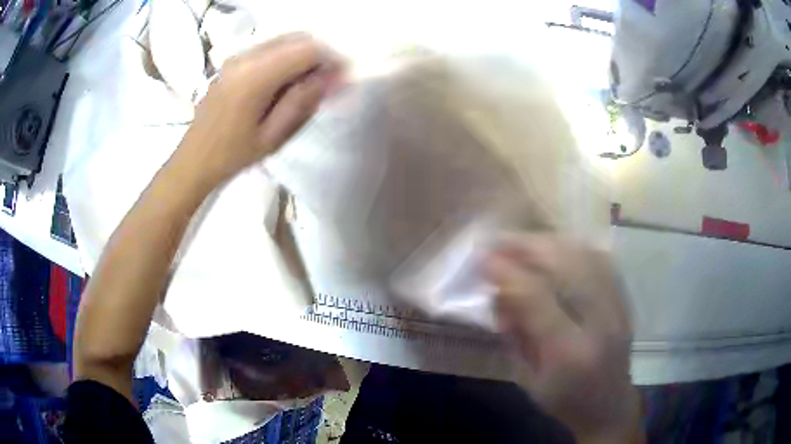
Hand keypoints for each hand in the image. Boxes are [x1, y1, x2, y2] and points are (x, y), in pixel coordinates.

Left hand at [177, 34, 341, 187]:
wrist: (194, 159)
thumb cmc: (232, 154)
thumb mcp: (273, 135)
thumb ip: (303, 100)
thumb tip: (332, 77)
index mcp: (255, 76)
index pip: (306, 50)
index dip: (330, 60)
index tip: (341, 79)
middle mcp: (246, 57)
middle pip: (296, 38)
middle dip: (319, 56)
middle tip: (328, 82)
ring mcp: (237, 56)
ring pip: (284, 41)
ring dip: (304, 56)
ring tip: (309, 84)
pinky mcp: (233, 61)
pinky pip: (269, 48)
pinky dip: (287, 58)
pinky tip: (287, 81)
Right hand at [485, 234, 641, 443]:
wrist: (609, 407)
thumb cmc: (563, 401)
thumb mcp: (526, 379)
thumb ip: (513, 335)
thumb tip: (499, 292)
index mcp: (569, 352)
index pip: (537, 298)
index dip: (508, 272)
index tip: (484, 258)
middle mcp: (599, 322)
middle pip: (568, 265)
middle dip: (530, 246)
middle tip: (502, 241)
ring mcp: (617, 307)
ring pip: (586, 255)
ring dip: (552, 242)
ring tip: (526, 242)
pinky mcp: (624, 301)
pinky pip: (601, 260)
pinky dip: (574, 248)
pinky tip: (557, 249)